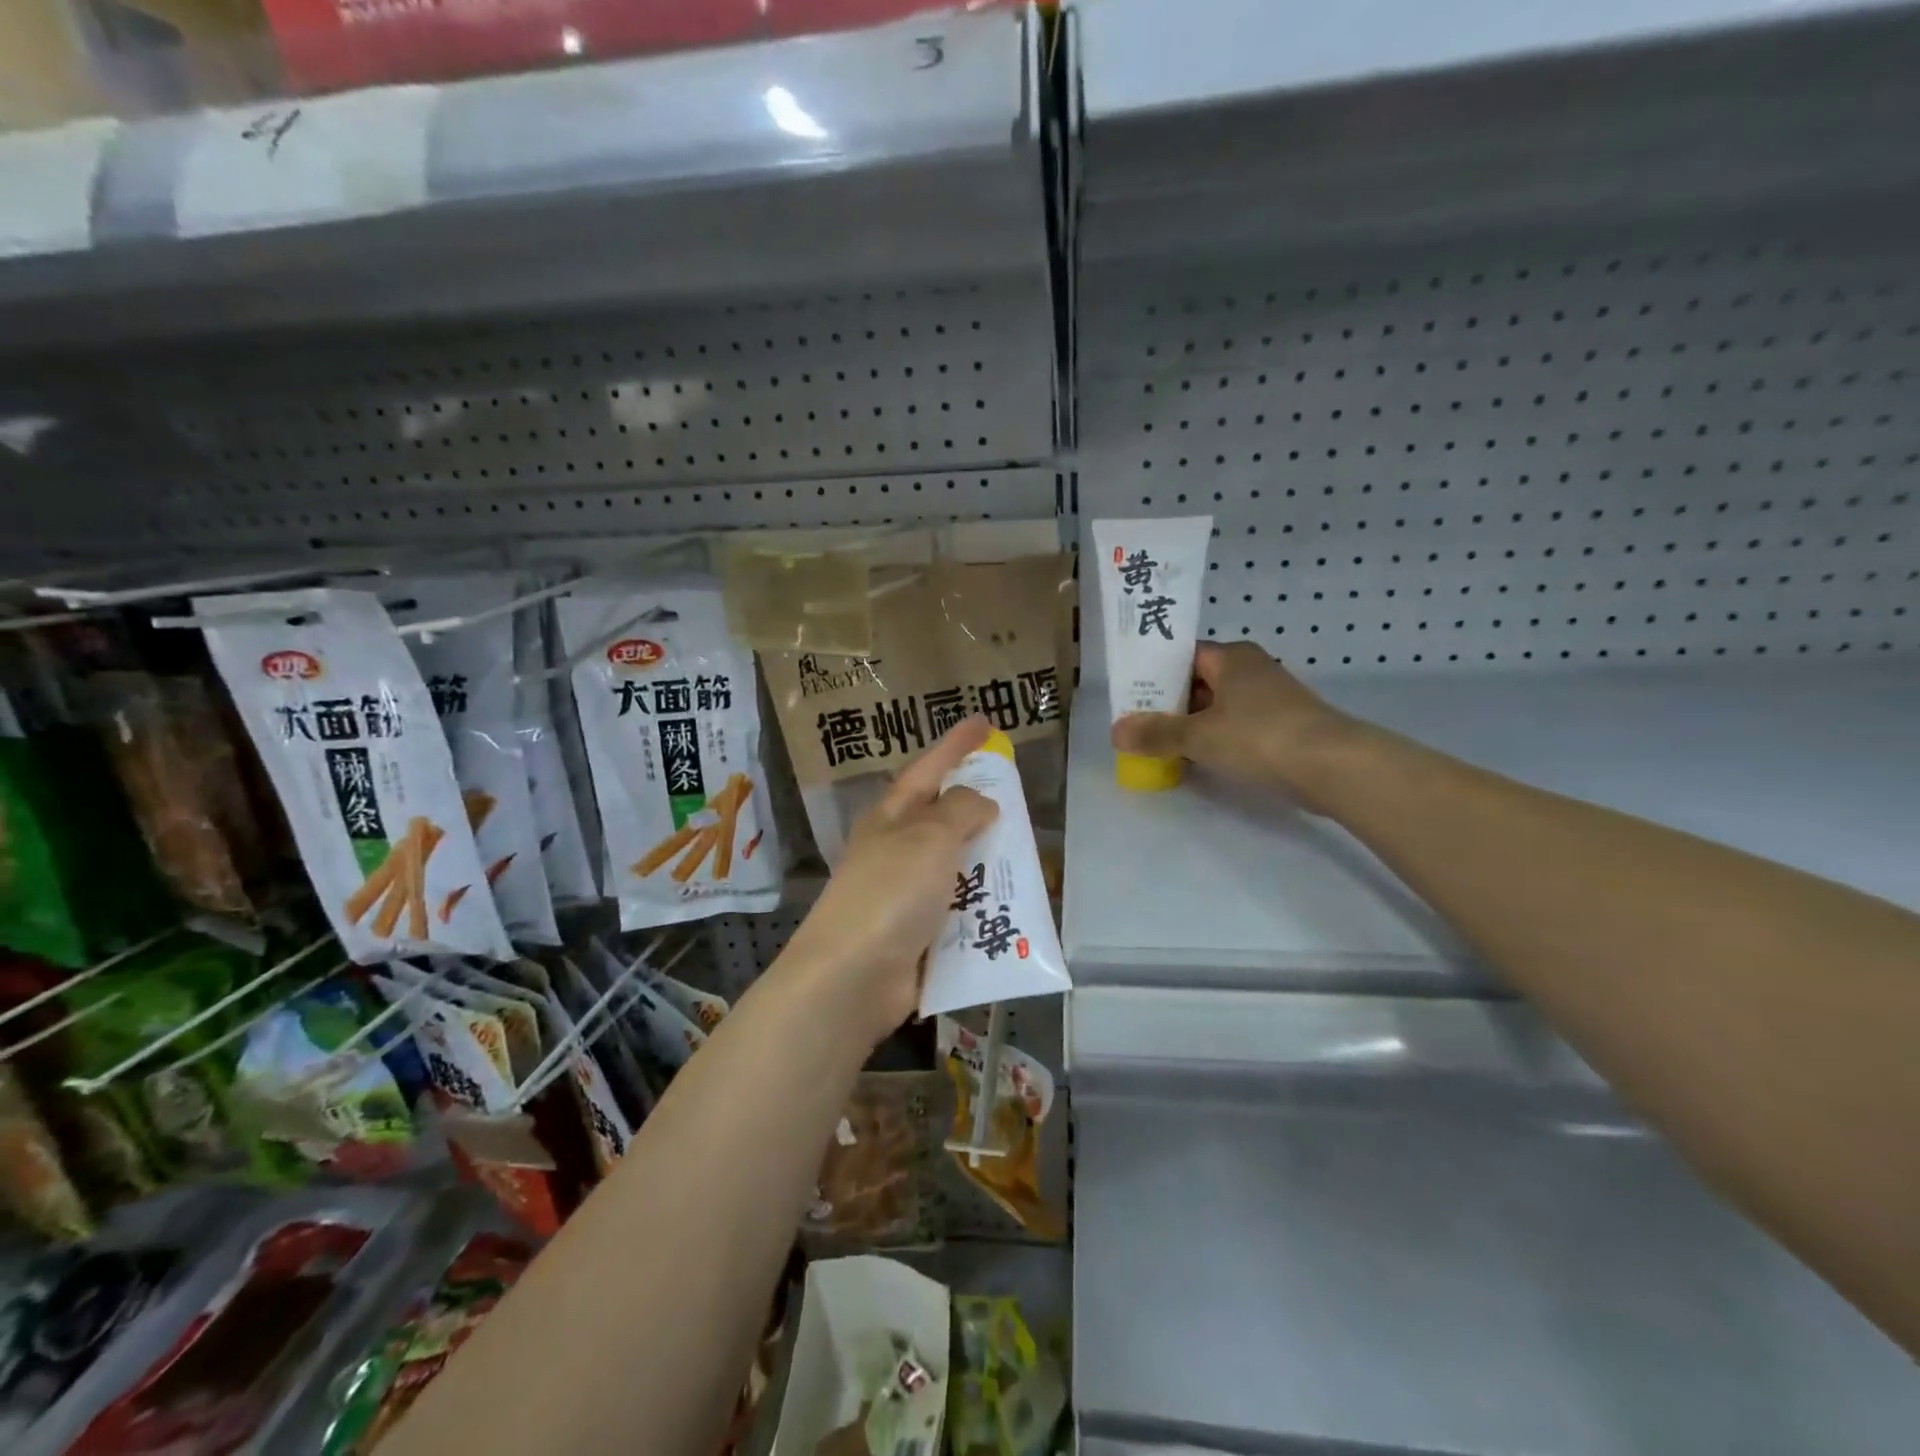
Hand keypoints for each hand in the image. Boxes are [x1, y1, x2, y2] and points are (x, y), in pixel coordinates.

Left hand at [779, 716, 998, 1045]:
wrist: (851, 979)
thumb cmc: (889, 893)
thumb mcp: (928, 837)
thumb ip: (960, 811)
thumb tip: (982, 802)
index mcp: (892, 817)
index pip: (929, 767)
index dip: (957, 743)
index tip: (985, 721)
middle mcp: (896, 850)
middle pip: (944, 818)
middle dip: (979, 809)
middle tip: (1017, 798)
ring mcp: (905, 894)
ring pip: (957, 867)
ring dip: (989, 864)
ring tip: (1030, 859)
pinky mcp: (918, 935)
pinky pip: (961, 912)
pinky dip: (986, 909)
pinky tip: (1016, 912)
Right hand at [1111, 643, 1357, 809]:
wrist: (1334, 767)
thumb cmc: (1260, 737)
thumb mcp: (1199, 737)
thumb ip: (1156, 733)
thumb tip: (1115, 731)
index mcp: (1231, 657)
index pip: (1182, 656)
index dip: (1154, 675)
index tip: (1130, 697)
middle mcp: (1251, 669)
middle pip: (1199, 682)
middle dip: (1169, 705)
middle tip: (1138, 726)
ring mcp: (1270, 698)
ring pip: (1218, 707)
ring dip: (1192, 725)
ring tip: (1161, 746)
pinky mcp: (1283, 726)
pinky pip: (1237, 727)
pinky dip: (1216, 740)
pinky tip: (1199, 760)